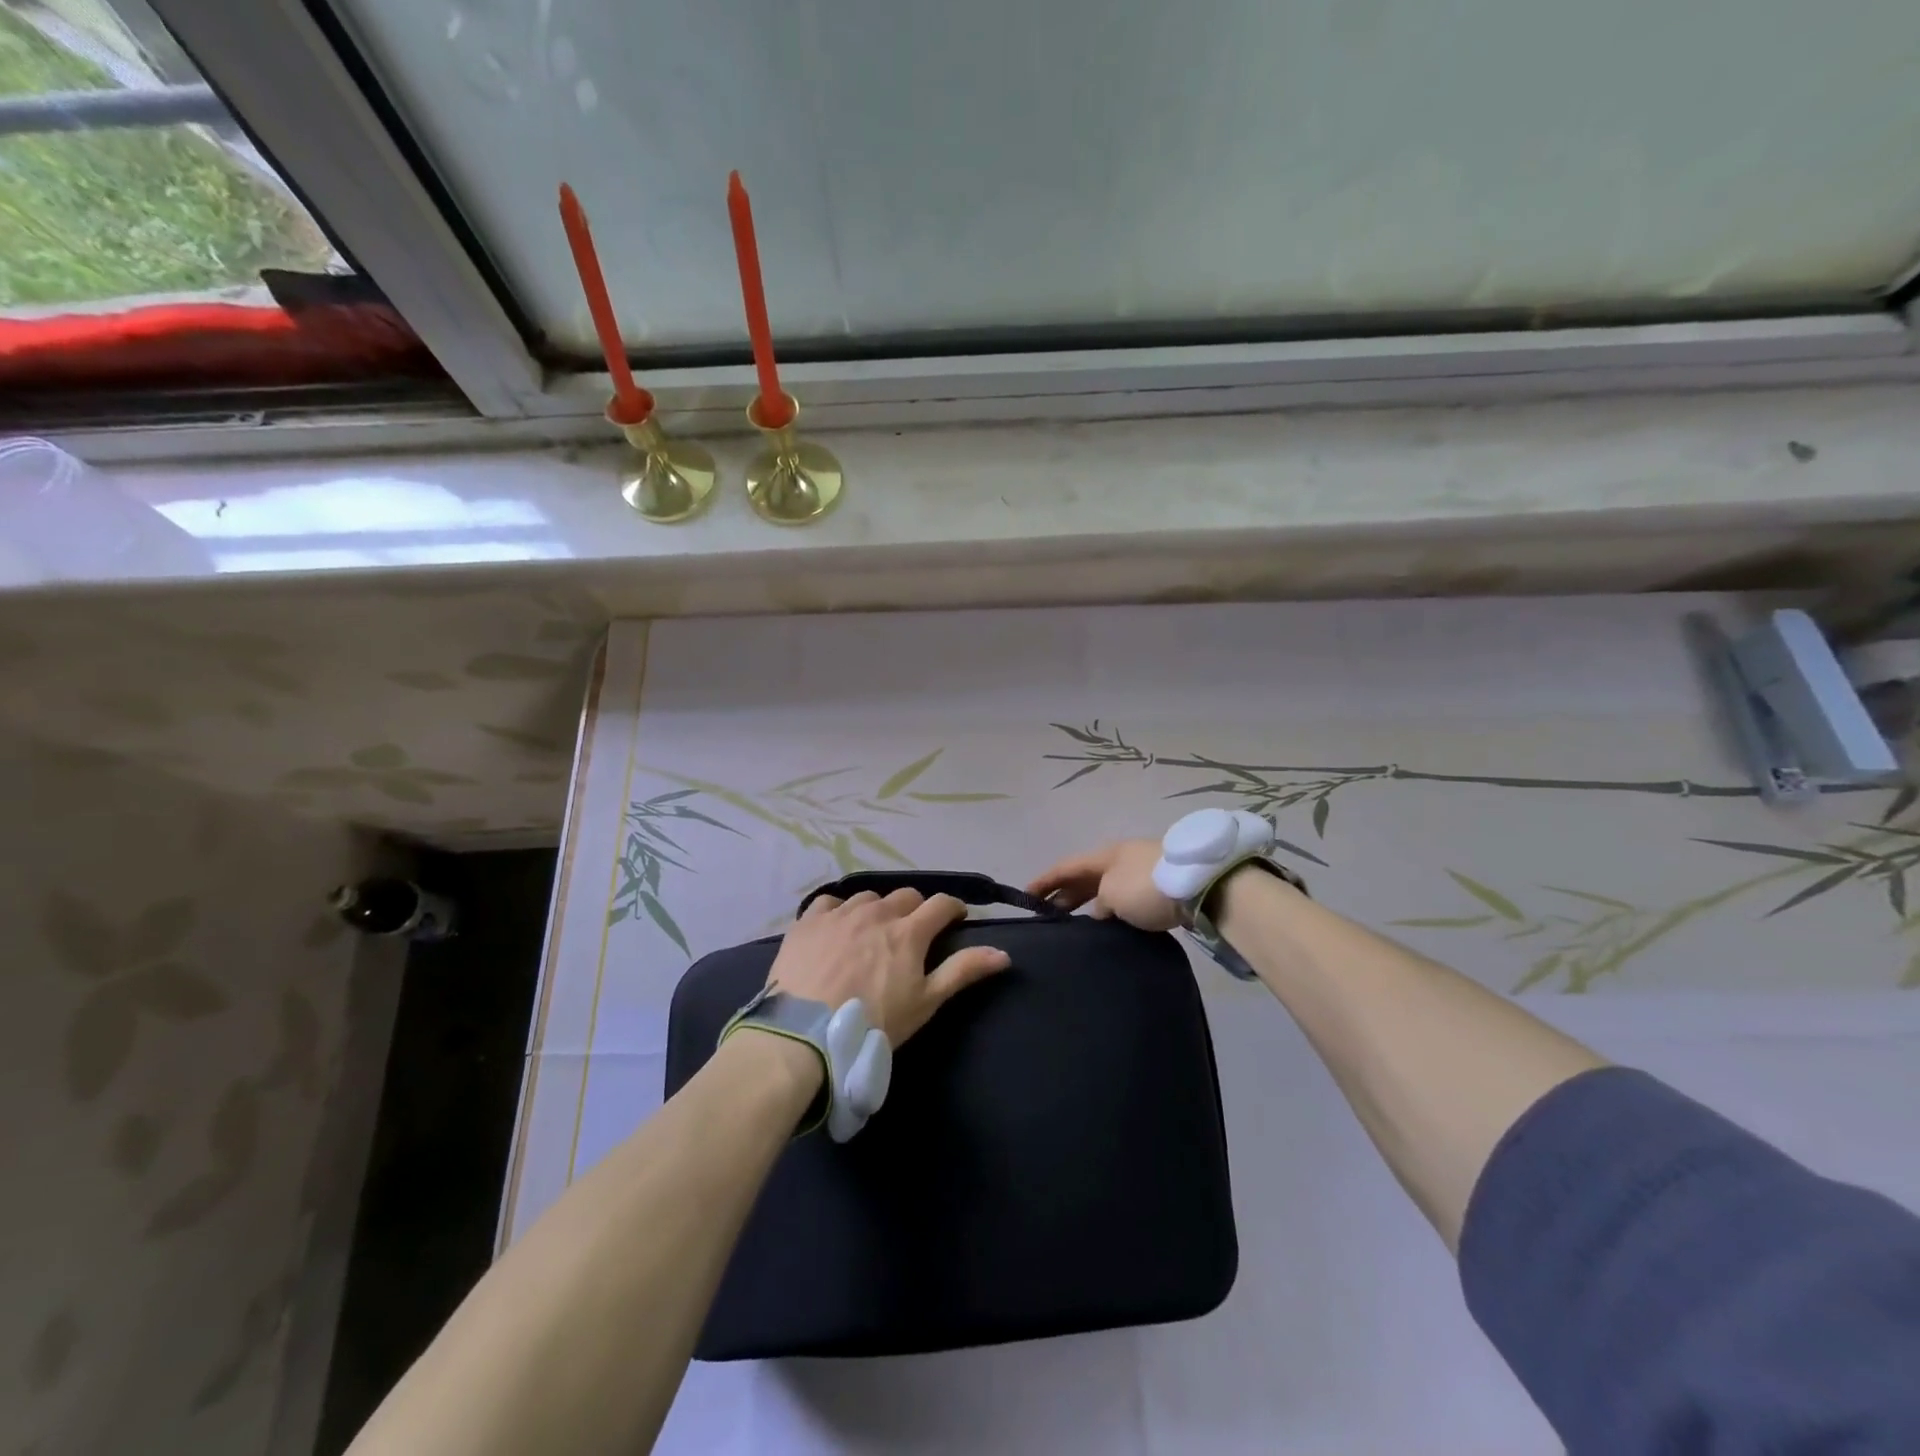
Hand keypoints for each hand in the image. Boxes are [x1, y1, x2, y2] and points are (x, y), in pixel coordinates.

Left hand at [767, 889, 1009, 1046]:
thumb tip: (1003, 953)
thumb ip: (963, 972)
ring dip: (878, 909)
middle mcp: (877, 912)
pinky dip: (839, 910)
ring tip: (872, 932)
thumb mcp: (925, 1003)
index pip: (941, 904)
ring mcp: (840, 913)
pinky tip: (836, 928)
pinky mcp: (809, 921)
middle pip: (906, 896)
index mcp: (909, 931)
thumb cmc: (874, 1022)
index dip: (953, 908)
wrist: (805, 1033)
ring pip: (869, 897)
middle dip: (916, 910)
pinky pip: (830, 902)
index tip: (955, 919)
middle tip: (913, 932)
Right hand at [1027, 839, 1180, 930]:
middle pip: (1084, 878)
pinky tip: (1109, 926)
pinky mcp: (1160, 889)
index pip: (1065, 867)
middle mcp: (1120, 860)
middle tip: (1046, 915)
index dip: (1043, 881)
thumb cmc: (1147, 886)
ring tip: (1074, 926)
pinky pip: (1125, 900)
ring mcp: (1141, 873)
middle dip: (1064, 894)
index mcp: (1104, 855)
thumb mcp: (1112, 894)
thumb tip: (1099, 913)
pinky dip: (1111, 911)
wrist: (1202, 885)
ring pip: (1105, 889)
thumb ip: (1098, 905)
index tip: (1024, 895)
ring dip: (1088, 904)